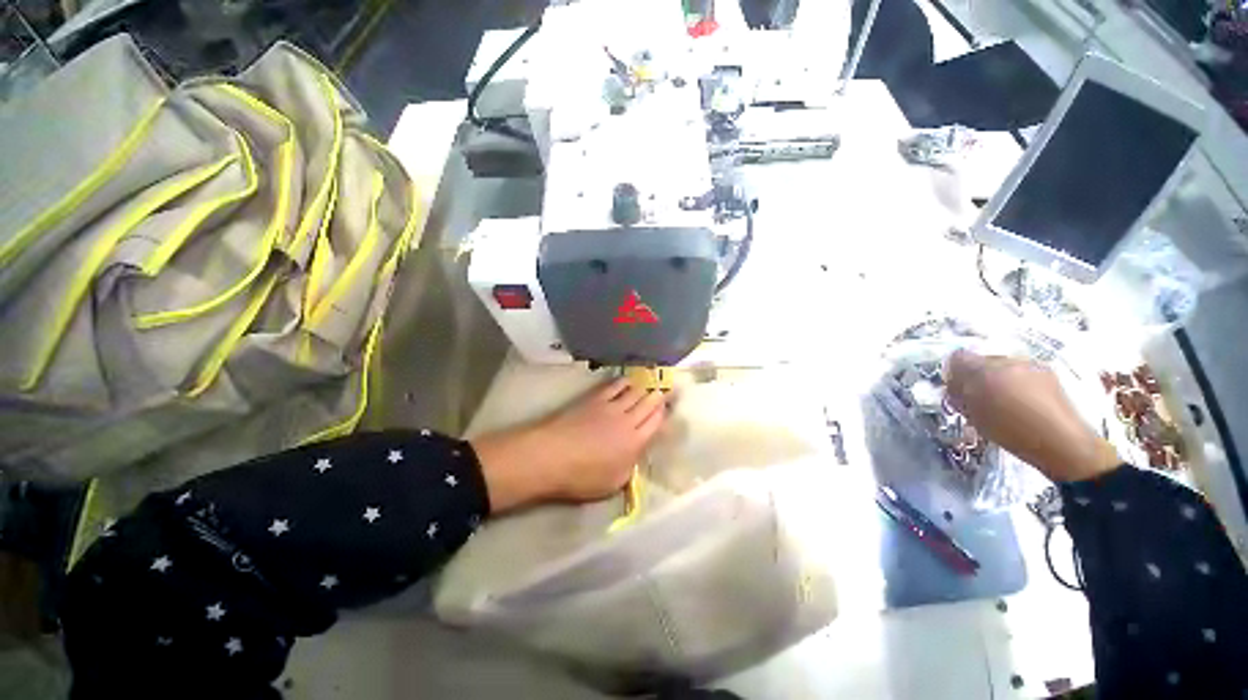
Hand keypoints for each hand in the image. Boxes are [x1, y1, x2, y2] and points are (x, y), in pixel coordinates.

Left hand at [471, 379, 666, 512]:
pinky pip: (615, 386)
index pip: (656, 422)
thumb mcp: (613, 483)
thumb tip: (636, 454)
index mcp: (635, 442)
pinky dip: (625, 381)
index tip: (669, 407)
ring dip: (645, 386)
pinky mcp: (595, 398)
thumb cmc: (581, 477)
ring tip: (651, 381)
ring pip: (635, 391)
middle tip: (668, 388)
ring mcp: (611, 406)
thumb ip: (630, 467)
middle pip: (648, 403)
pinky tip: (629, 379)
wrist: (551, 456)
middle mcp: (628, 420)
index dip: (664, 413)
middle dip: (660, 395)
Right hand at [944, 350, 1119, 482]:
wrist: (1061, 442)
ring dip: (999, 382)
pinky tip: (1022, 406)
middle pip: (982, 362)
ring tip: (1003, 404)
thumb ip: (958, 392)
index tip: (956, 390)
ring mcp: (1031, 366)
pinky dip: (1017, 387)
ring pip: (1003, 369)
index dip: (954, 373)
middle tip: (978, 399)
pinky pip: (1022, 375)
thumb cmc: (1010, 429)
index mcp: (983, 368)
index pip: (958, 358)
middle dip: (978, 377)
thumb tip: (952, 381)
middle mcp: (1007, 360)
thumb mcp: (972, 413)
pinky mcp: (1049, 375)